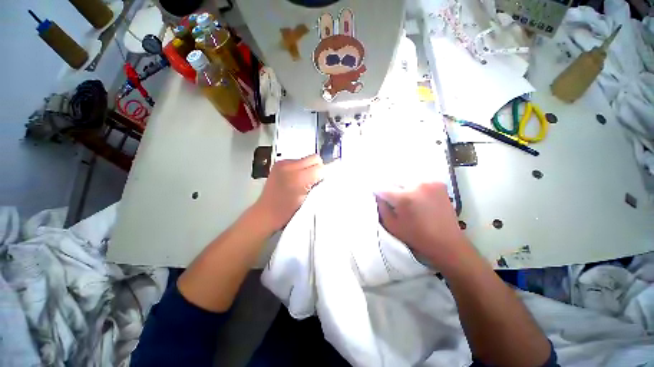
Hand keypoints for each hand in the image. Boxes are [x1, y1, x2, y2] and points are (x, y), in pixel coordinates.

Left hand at [251, 155, 323, 232]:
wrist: (266, 213)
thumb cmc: (287, 211)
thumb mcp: (308, 200)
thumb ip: (318, 184)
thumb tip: (324, 175)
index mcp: (298, 178)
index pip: (320, 167)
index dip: (323, 174)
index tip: (321, 182)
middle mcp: (289, 166)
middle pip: (314, 158)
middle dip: (317, 168)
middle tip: (314, 181)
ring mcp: (282, 164)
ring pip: (306, 159)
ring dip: (309, 168)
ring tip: (303, 181)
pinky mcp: (278, 164)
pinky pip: (297, 161)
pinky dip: (301, 168)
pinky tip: (296, 178)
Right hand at [376, 182, 468, 270]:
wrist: (447, 242)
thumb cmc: (416, 236)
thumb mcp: (391, 225)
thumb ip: (381, 207)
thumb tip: (377, 194)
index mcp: (403, 198)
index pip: (381, 187)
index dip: (377, 192)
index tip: (377, 196)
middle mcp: (416, 185)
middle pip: (393, 180)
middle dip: (389, 189)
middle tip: (392, 200)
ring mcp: (429, 182)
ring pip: (406, 179)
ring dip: (402, 187)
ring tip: (406, 199)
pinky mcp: (438, 183)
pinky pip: (418, 181)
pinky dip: (414, 187)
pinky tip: (417, 197)